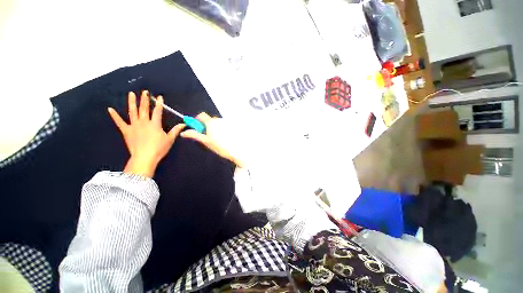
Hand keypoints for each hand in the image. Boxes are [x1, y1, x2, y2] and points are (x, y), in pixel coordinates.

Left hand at [108, 91, 184, 177]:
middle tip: (144, 91)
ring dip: (132, 102)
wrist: (144, 157)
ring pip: (132, 112)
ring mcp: (134, 126)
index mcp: (155, 124)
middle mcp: (144, 122)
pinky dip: (114, 115)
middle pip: (144, 109)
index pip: (158, 111)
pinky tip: (110, 109)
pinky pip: (119, 122)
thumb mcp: (170, 139)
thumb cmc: (159, 148)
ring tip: (131, 94)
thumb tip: (183, 124)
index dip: (159, 104)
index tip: (159, 97)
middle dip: (145, 100)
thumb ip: (175, 130)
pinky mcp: (126, 131)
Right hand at [180, 113, 243, 167]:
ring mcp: (227, 123)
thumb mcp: (206, 141)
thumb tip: (184, 132)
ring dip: (215, 128)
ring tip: (218, 139)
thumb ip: (194, 135)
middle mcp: (219, 120)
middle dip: (207, 126)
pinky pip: (224, 126)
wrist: (236, 150)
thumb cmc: (220, 146)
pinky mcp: (233, 126)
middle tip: (208, 136)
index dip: (197, 120)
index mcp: (211, 122)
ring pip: (218, 123)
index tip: (197, 128)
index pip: (201, 115)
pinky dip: (222, 130)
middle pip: (210, 119)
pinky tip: (225, 138)